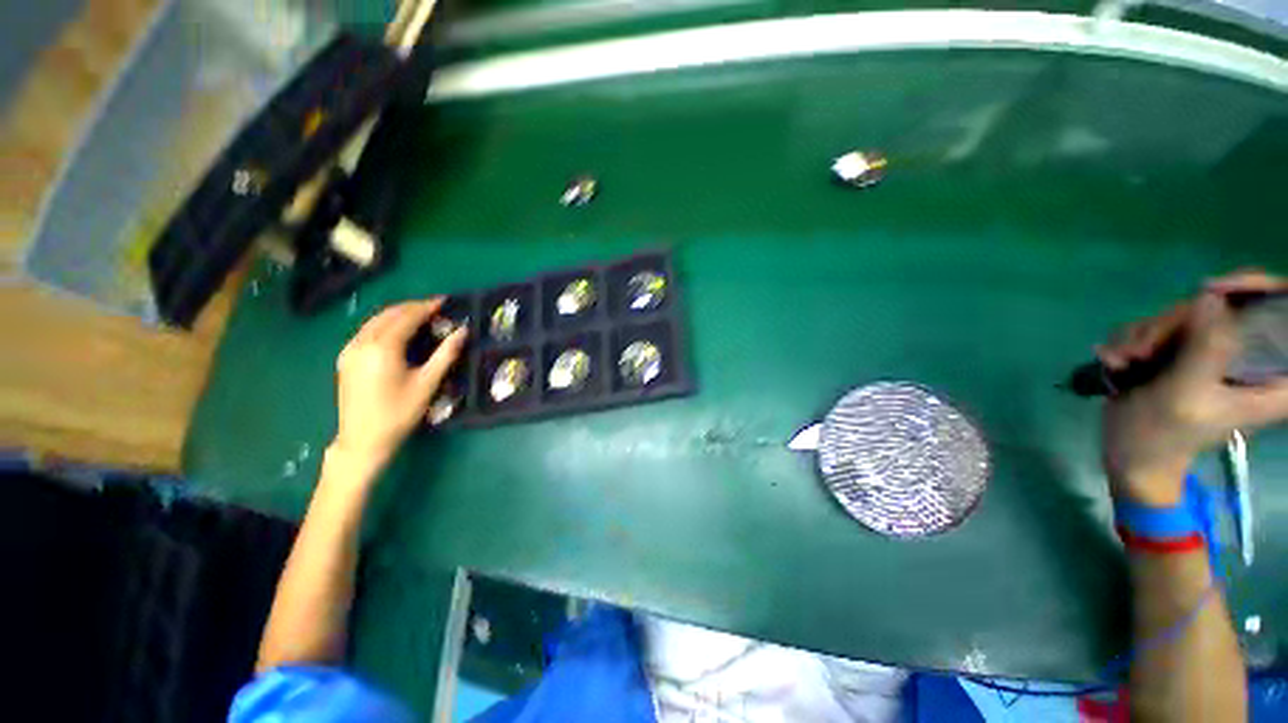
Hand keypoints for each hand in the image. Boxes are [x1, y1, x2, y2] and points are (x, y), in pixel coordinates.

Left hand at [332, 298, 467, 468]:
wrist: (363, 439)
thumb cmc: (400, 412)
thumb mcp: (428, 383)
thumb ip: (446, 354)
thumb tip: (463, 331)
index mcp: (383, 348)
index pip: (406, 317)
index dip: (426, 307)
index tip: (444, 301)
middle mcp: (362, 342)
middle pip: (388, 314)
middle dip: (412, 307)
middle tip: (435, 308)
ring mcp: (350, 350)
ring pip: (375, 320)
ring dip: (398, 313)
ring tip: (420, 315)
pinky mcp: (345, 358)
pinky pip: (366, 330)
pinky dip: (384, 323)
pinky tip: (397, 330)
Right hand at [1099, 270, 1287, 506]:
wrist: (1129, 454)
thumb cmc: (1161, 434)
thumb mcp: (1185, 394)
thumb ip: (1206, 347)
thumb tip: (1211, 295)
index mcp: (1269, 375)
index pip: (1280, 314)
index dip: (1253, 290)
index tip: (1214, 290)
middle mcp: (1245, 356)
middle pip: (1218, 308)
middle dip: (1171, 323)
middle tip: (1141, 351)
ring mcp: (1209, 352)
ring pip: (1181, 315)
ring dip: (1143, 335)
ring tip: (1124, 362)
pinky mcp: (1181, 351)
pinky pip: (1156, 325)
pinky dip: (1130, 340)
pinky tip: (1116, 361)